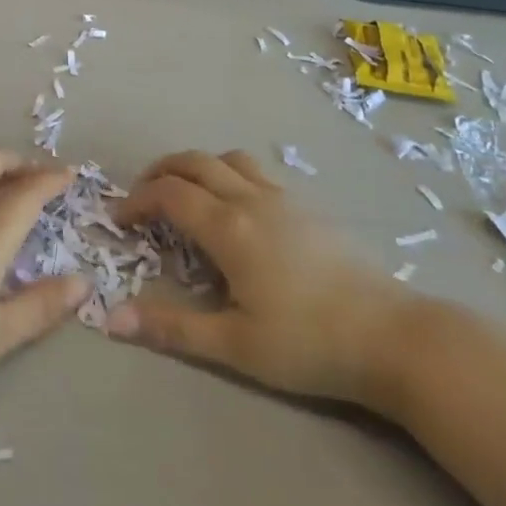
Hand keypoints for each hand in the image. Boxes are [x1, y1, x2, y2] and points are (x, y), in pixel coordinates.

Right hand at [105, 150, 422, 408]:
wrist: (394, 337)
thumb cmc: (309, 344)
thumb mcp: (234, 345)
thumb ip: (171, 328)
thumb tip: (111, 319)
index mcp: (228, 227)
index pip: (169, 193)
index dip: (137, 200)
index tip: (120, 220)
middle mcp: (251, 199)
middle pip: (194, 162)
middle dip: (160, 172)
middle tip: (142, 197)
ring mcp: (284, 198)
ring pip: (228, 159)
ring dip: (196, 167)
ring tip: (185, 194)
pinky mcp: (308, 207)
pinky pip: (256, 172)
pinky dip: (228, 175)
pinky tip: (236, 210)